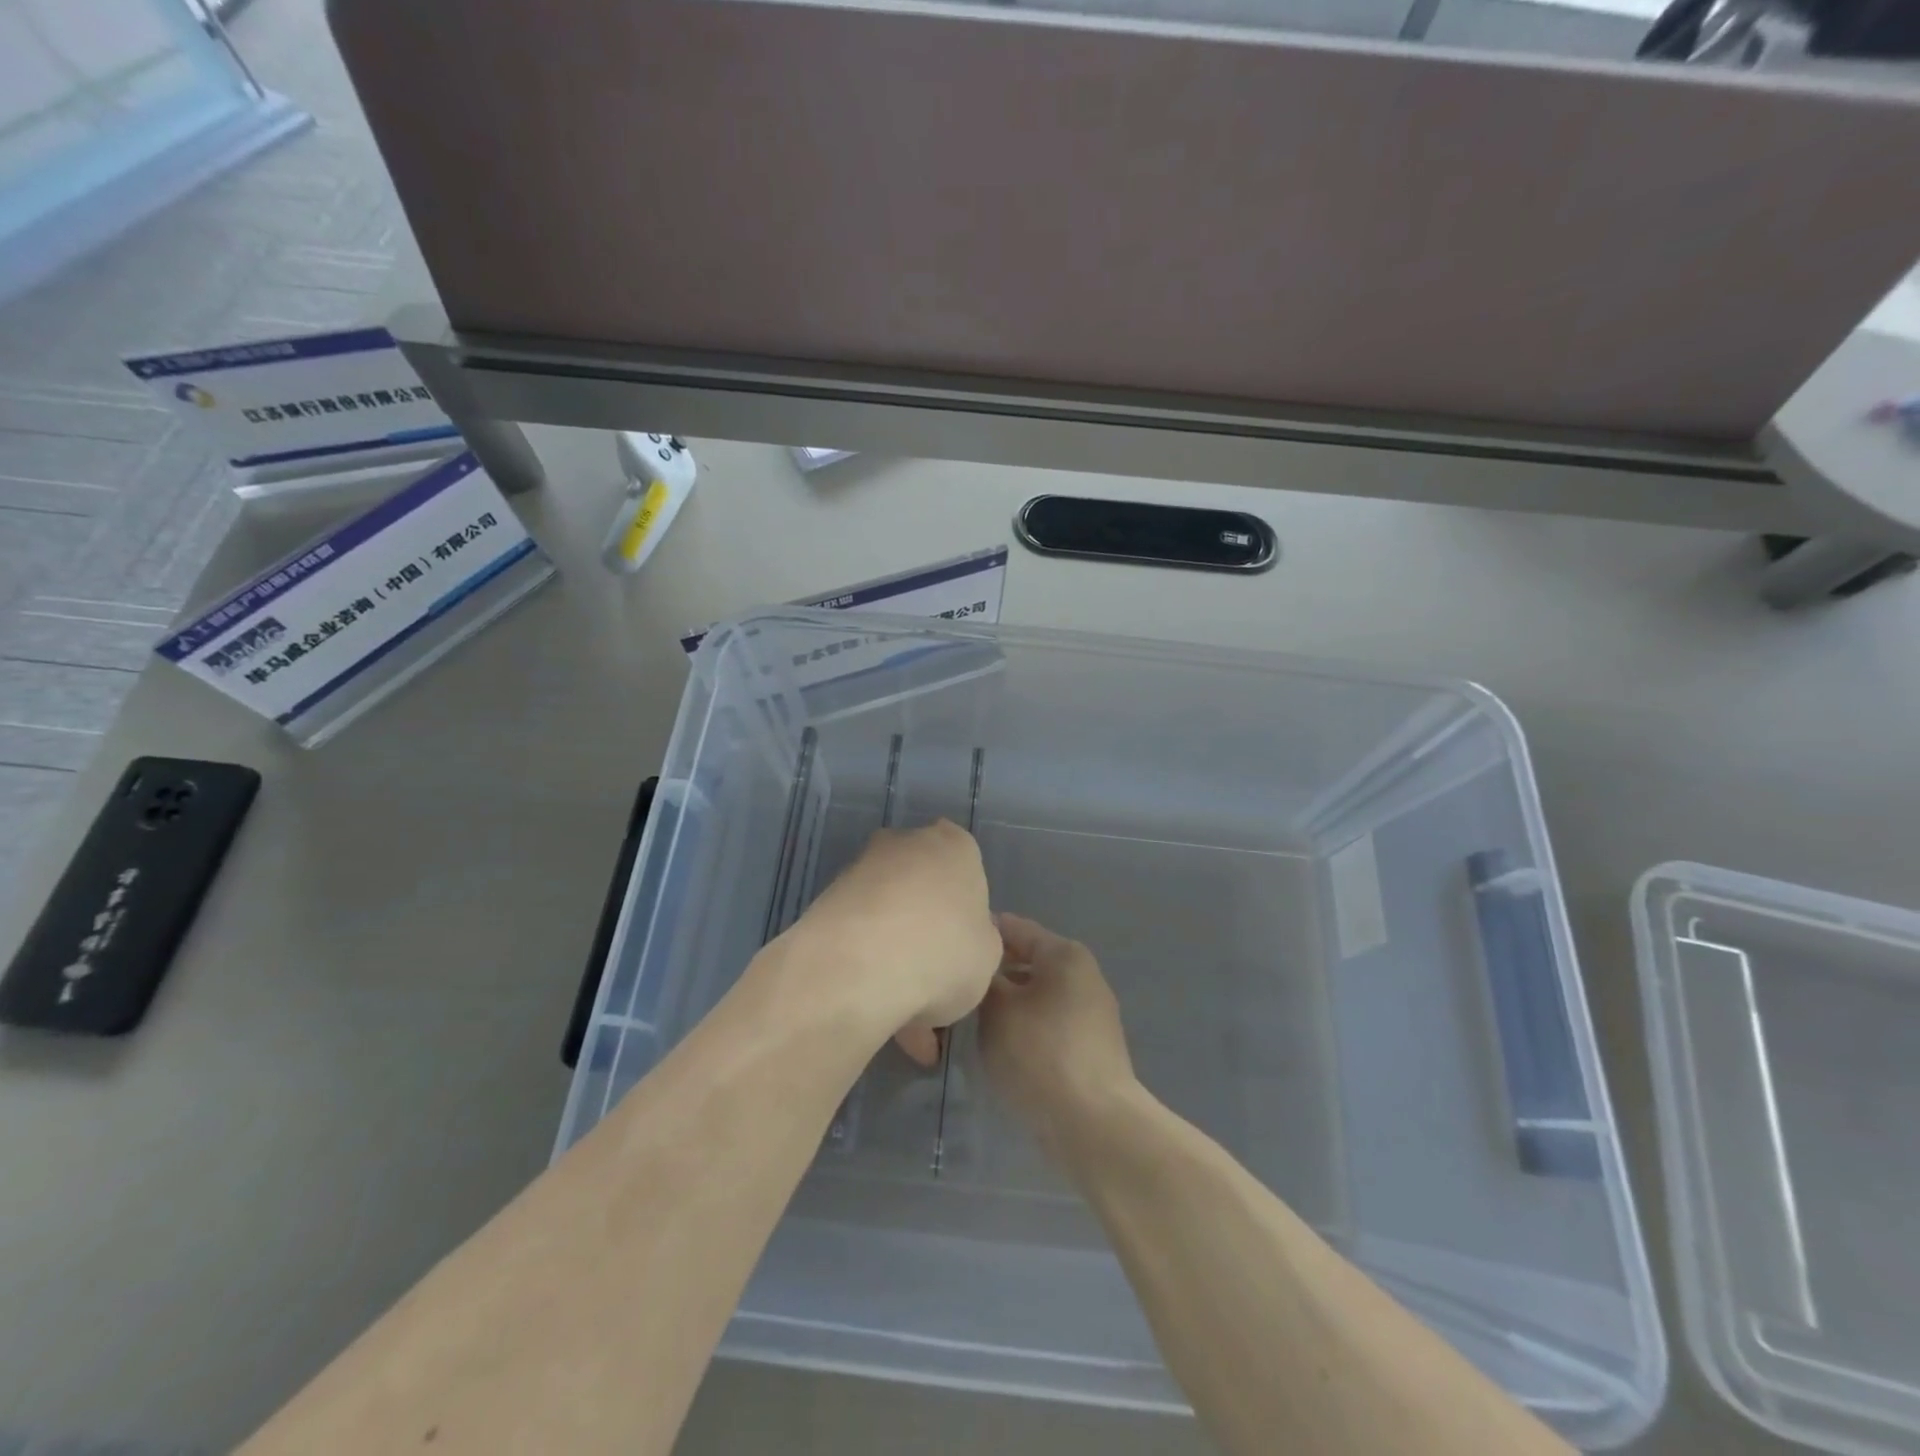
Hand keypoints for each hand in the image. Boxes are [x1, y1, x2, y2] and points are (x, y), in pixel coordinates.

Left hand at [784, 821, 1000, 1059]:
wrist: (859, 966)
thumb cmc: (944, 952)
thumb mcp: (988, 956)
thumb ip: (980, 939)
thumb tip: (964, 939)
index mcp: (955, 846)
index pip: (966, 870)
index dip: (966, 915)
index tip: (963, 952)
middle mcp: (906, 844)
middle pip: (922, 889)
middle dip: (925, 932)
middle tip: (932, 986)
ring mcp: (861, 868)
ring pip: (887, 915)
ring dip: (893, 956)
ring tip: (900, 1018)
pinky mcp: (826, 899)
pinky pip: (857, 934)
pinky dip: (865, 966)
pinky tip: (873, 1008)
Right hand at [979, 913, 1138, 1155]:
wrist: (1094, 1123)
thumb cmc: (1040, 1053)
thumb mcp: (997, 1009)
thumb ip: (984, 979)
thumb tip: (981, 969)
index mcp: (1064, 954)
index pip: (1014, 927)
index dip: (980, 935)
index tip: (950, 949)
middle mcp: (1083, 974)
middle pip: (1028, 960)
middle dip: (994, 972)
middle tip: (956, 987)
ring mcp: (1091, 1012)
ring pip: (1037, 994)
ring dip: (1008, 1002)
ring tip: (972, 1018)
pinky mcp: (1092, 1047)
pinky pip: (1049, 1023)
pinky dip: (1025, 1026)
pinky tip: (1001, 1045)